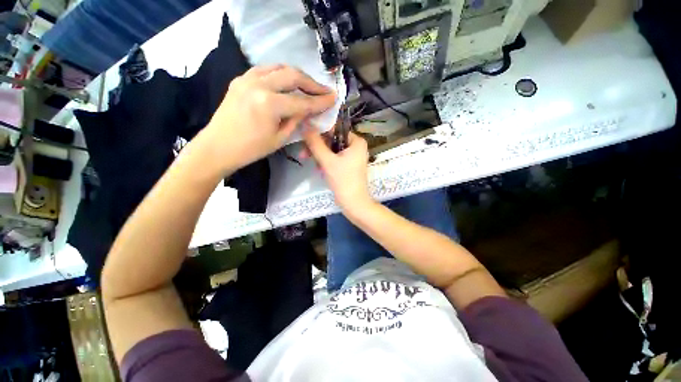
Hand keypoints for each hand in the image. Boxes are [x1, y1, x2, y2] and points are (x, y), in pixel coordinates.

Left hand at [201, 65, 335, 171]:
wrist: (218, 146)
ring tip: (309, 85)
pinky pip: (265, 69)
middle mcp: (259, 84)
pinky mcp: (241, 79)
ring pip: (280, 67)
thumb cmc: (251, 149)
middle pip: (293, 76)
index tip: (333, 98)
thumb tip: (309, 111)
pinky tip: (287, 81)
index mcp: (269, 104)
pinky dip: (280, 73)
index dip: (320, 101)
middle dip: (312, 83)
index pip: (302, 101)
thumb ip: (297, 121)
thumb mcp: (280, 139)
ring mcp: (247, 78)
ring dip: (298, 75)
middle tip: (324, 91)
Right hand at [302, 128, 372, 211]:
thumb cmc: (343, 180)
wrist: (353, 203)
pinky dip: (326, 164)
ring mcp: (352, 157)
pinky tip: (320, 171)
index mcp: (356, 141)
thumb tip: (305, 125)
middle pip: (332, 141)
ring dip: (320, 158)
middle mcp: (356, 147)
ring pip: (331, 151)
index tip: (305, 138)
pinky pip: (334, 159)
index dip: (319, 133)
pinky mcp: (348, 166)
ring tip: (315, 167)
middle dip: (317, 149)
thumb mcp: (327, 161)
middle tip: (303, 155)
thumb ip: (315, 143)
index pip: (334, 130)